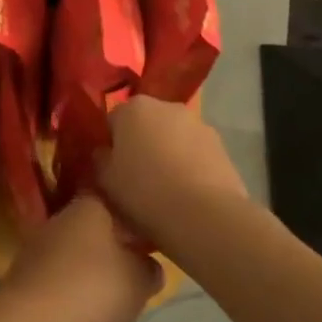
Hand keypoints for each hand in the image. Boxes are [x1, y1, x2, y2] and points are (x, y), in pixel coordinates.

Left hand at [0, 196, 162, 321]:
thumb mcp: (138, 282)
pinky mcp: (25, 274)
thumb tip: (148, 264)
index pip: (116, 200)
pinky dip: (73, 289)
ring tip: (114, 295)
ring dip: (93, 269)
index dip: (135, 217)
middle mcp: (61, 217)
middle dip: (114, 246)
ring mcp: (38, 245)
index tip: (151, 236)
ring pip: (76, 252)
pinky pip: (59, 276)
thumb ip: (149, 269)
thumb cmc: (91, 291)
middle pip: (95, 227)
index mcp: (89, 206)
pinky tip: (84, 310)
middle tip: (137, 269)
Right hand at [97, 96, 247, 249]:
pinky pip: (196, 153)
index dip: (110, 144)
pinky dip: (190, 166)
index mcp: (133, 108)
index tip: (112, 169)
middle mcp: (167, 106)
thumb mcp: (105, 180)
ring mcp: (198, 124)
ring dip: (168, 154)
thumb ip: (100, 160)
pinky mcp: (221, 146)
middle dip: (141, 144)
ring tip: (165, 190)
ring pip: (173, 137)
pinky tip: (187, 194)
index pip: (113, 119)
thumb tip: (104, 153)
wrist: (203, 215)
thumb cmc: (144, 192)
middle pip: (146, 124)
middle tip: (136, 178)